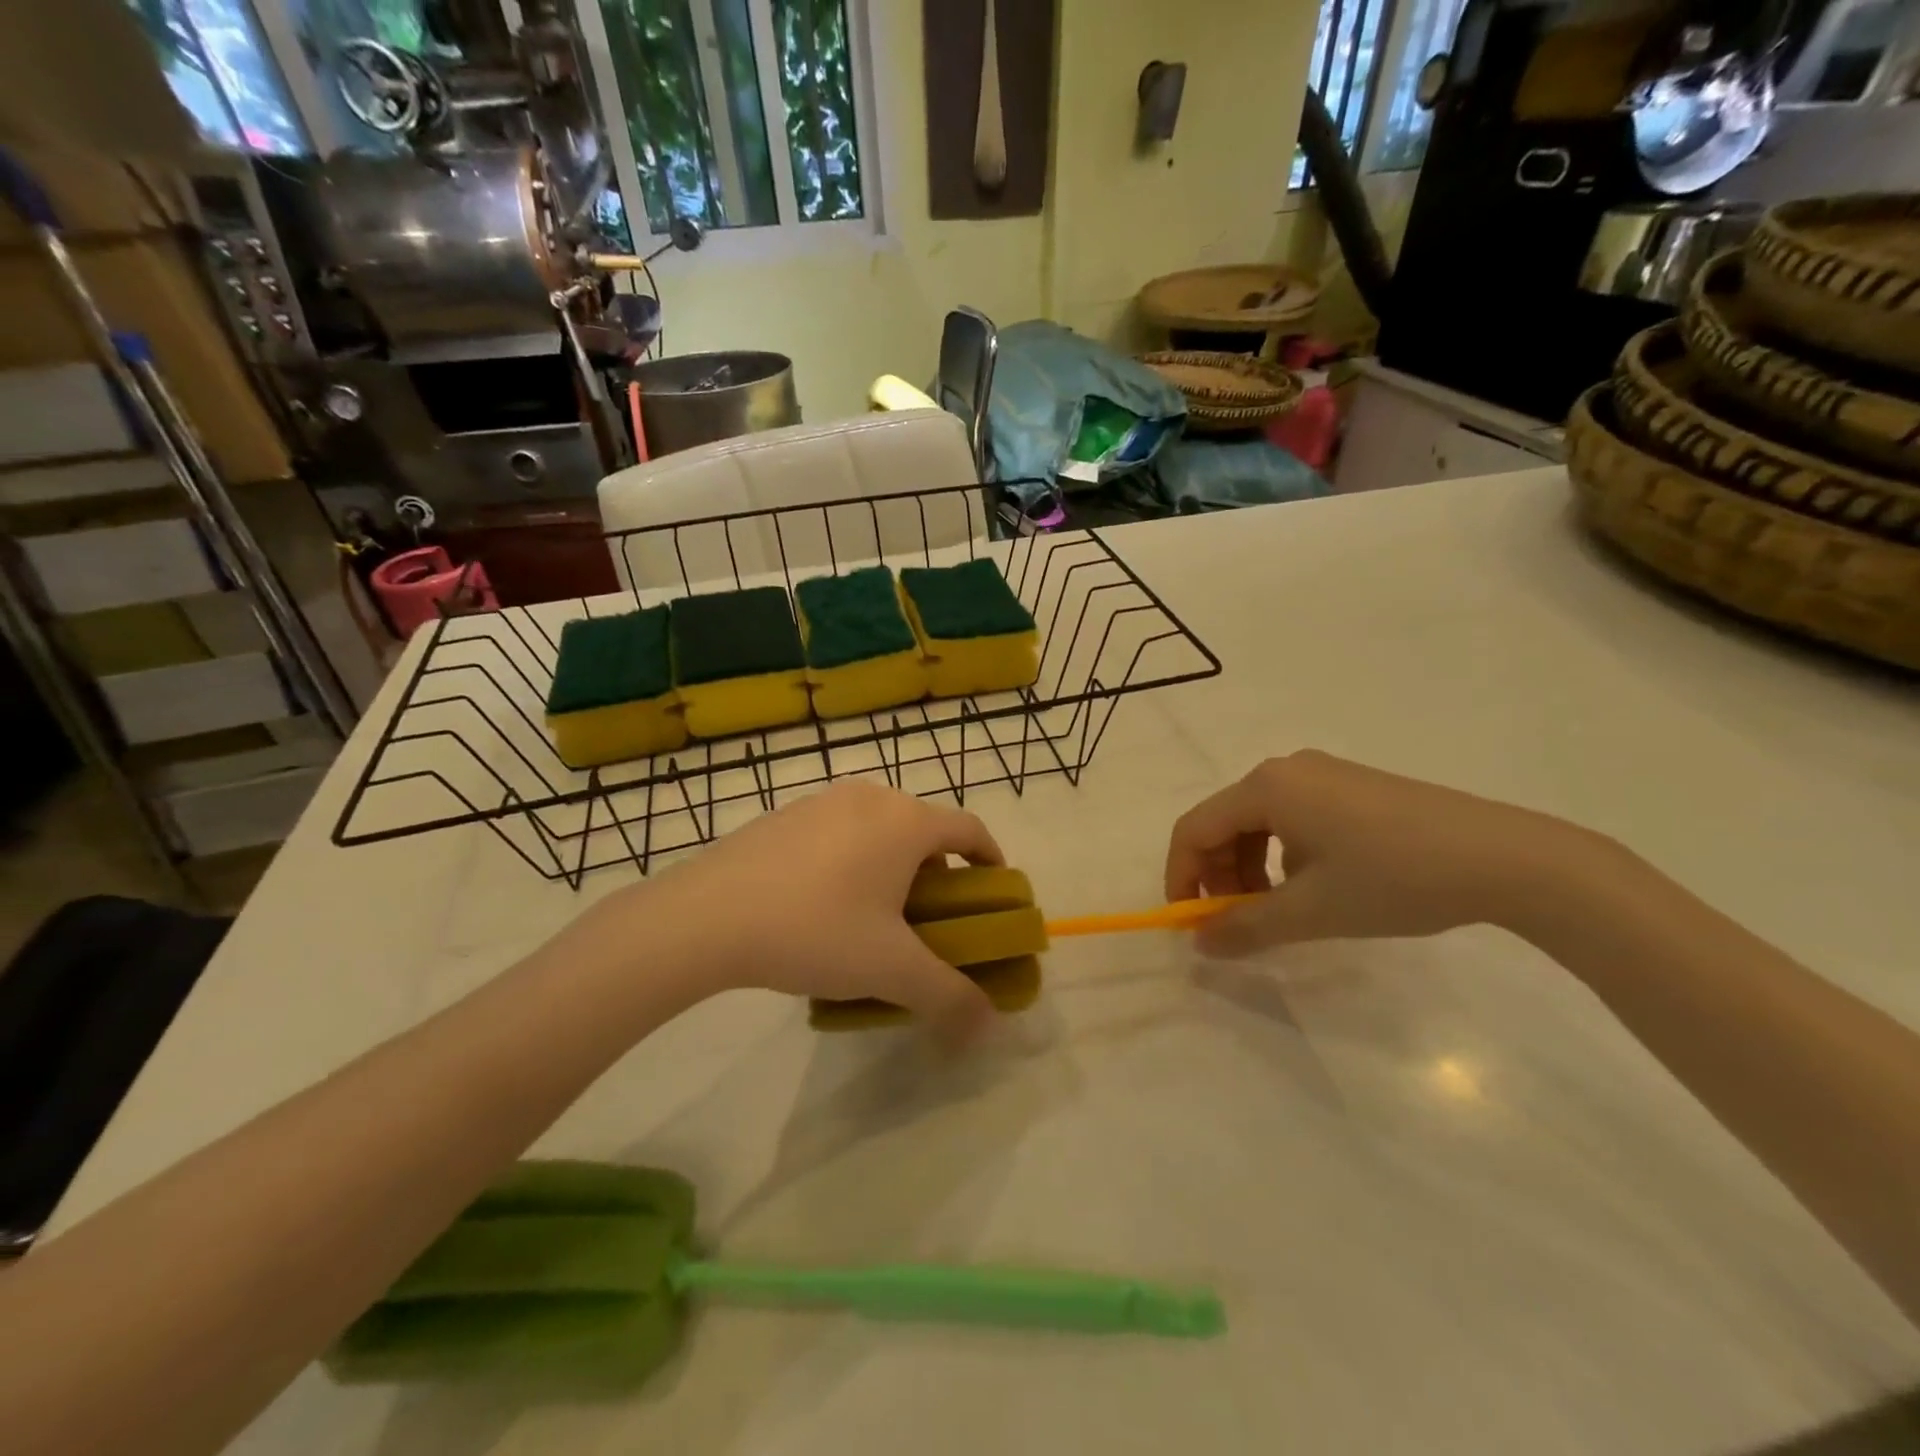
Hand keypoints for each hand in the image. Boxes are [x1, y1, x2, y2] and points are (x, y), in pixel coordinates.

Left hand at [579, 781, 1003, 1039]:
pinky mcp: (784, 815)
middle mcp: (871, 798)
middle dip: (937, 875)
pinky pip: (838, 834)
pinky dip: (850, 861)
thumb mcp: (891, 970)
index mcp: (906, 821)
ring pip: (879, 831)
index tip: (992, 895)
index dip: (990, 862)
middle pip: (923, 831)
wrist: (706, 916)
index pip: (970, 830)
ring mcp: (822, 801)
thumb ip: (948, 997)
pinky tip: (823, 907)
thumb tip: (987, 1027)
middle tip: (929, 922)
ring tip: (874, 919)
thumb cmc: (815, 930)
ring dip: (892, 868)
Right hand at [1165, 750, 1592, 956]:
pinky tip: (1316, 885)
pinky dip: (1282, 854)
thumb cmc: (1394, 879)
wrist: (1506, 858)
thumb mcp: (1313, 911)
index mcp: (1266, 788)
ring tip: (1277, 910)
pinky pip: (1292, 817)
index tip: (1192, 923)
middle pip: (1224, 822)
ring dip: (1250, 868)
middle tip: (1237, 922)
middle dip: (1219, 875)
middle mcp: (1286, 770)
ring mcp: (1323, 774)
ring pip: (1258, 822)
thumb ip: (1246, 928)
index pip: (1194, 829)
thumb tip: (1200, 944)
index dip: (1181, 877)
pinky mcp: (1352, 786)